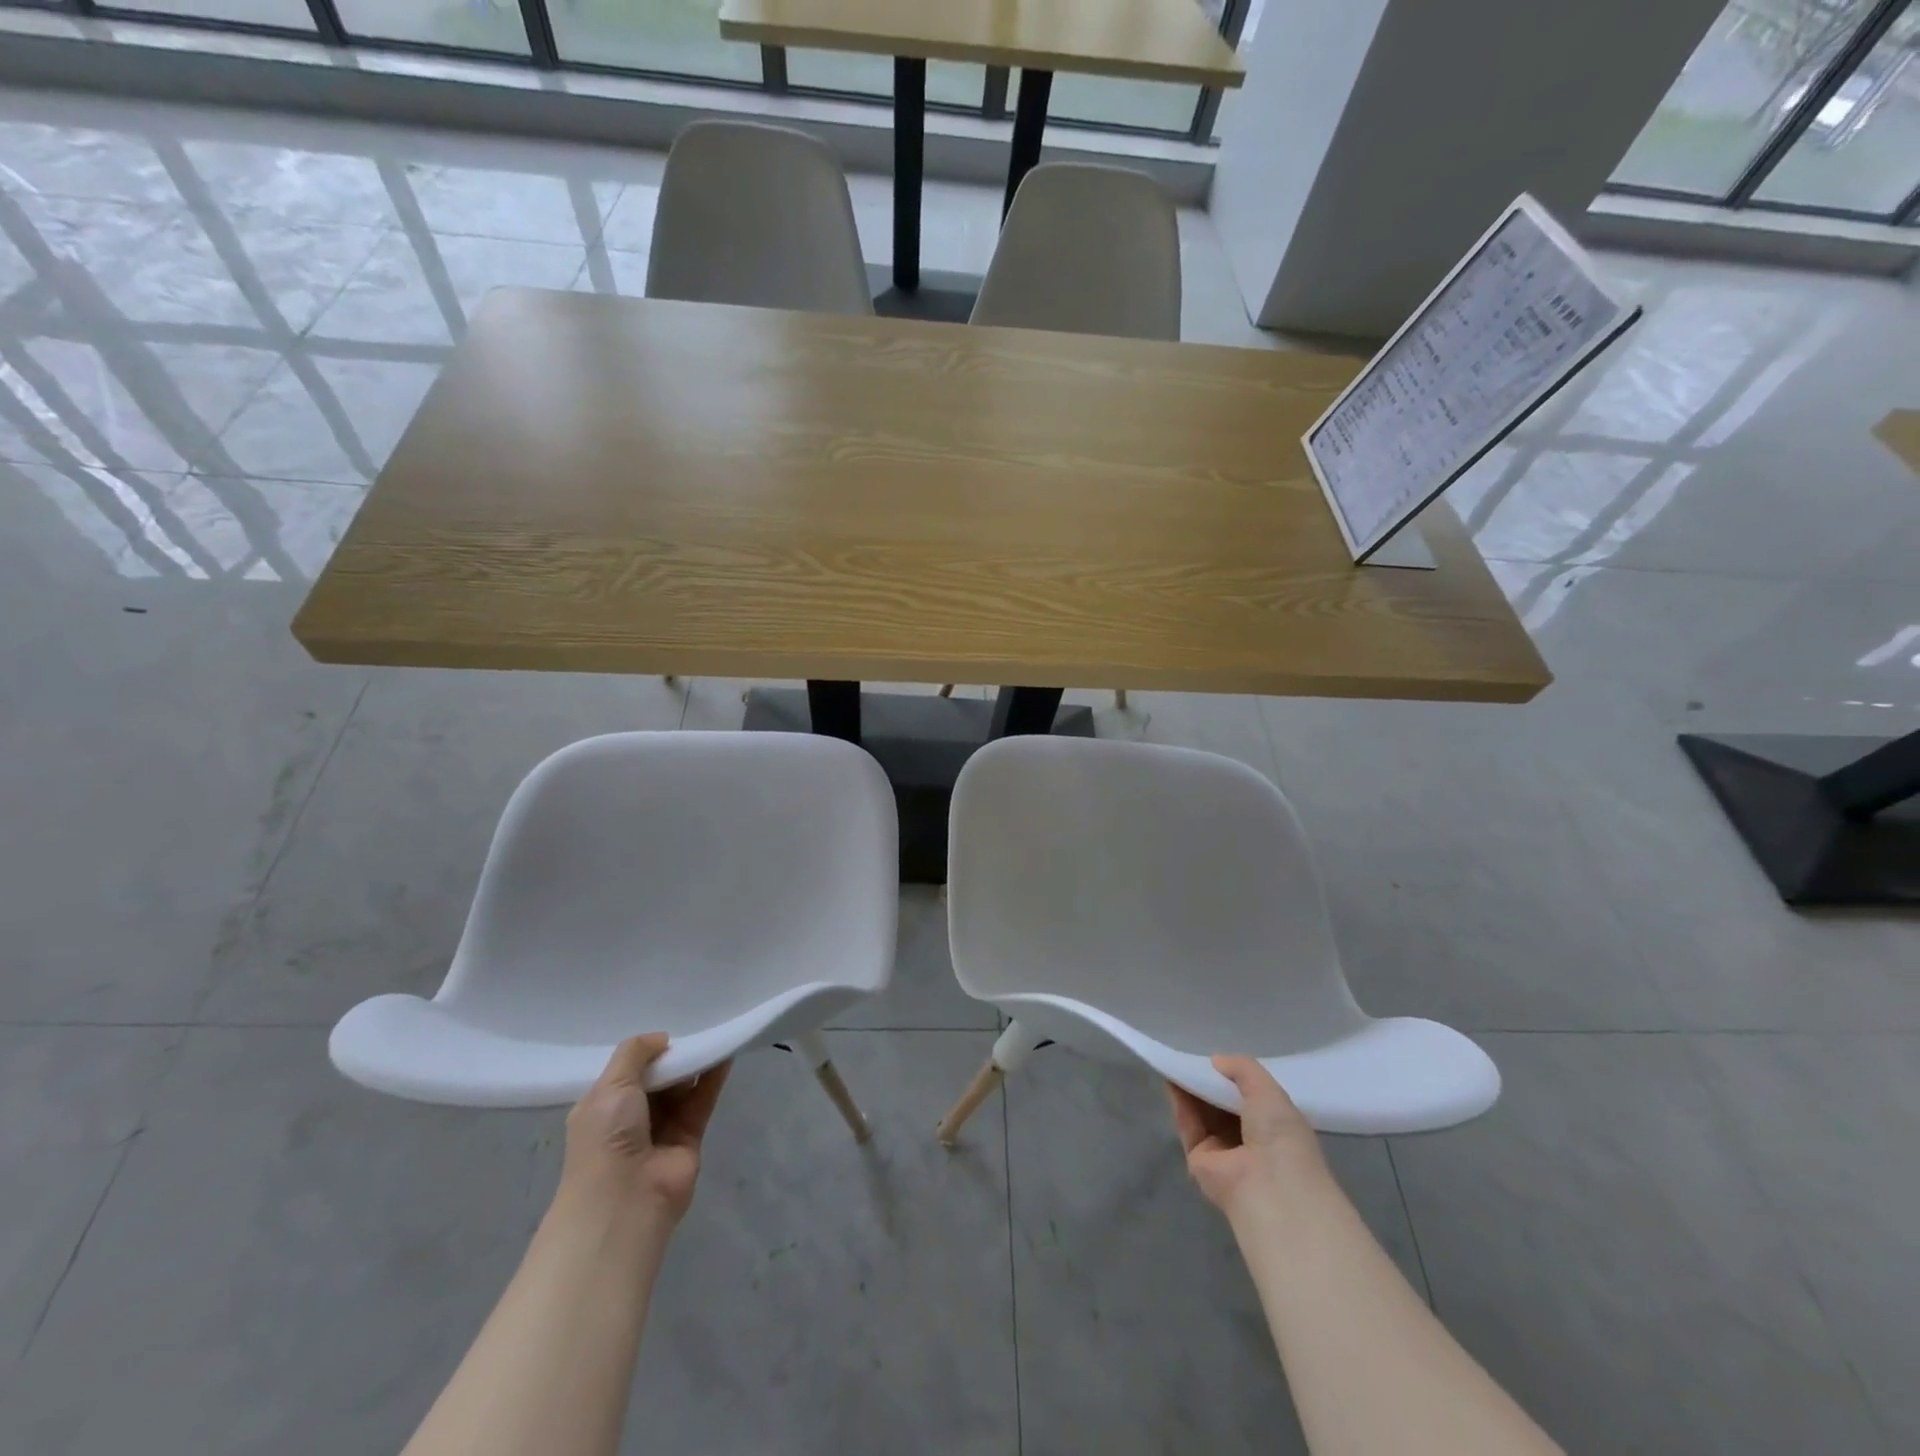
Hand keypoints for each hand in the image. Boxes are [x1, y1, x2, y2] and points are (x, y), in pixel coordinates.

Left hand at [561, 1034, 729, 1222]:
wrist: (626, 1199)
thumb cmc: (607, 1138)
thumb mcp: (610, 1086)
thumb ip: (634, 1053)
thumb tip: (662, 1038)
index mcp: (603, 1107)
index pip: (625, 1072)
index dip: (644, 1052)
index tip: (665, 1029)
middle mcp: (631, 1118)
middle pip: (657, 1077)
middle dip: (672, 1054)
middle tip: (693, 1024)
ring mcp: (661, 1128)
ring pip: (682, 1087)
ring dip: (695, 1062)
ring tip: (713, 1031)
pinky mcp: (690, 1136)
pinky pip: (703, 1099)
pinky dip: (713, 1076)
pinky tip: (725, 1052)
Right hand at [1169, 1055, 1325, 1219]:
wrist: (1270, 1187)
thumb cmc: (1281, 1137)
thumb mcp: (1269, 1092)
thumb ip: (1244, 1070)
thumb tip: (1216, 1060)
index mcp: (1274, 1129)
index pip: (1250, 1099)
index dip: (1234, 1078)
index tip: (1218, 1059)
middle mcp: (1249, 1141)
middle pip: (1222, 1105)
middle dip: (1209, 1082)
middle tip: (1192, 1055)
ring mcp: (1223, 1152)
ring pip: (1202, 1113)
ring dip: (1191, 1088)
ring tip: (1177, 1059)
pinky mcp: (1199, 1159)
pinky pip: (1188, 1124)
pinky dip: (1180, 1102)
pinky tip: (1172, 1077)